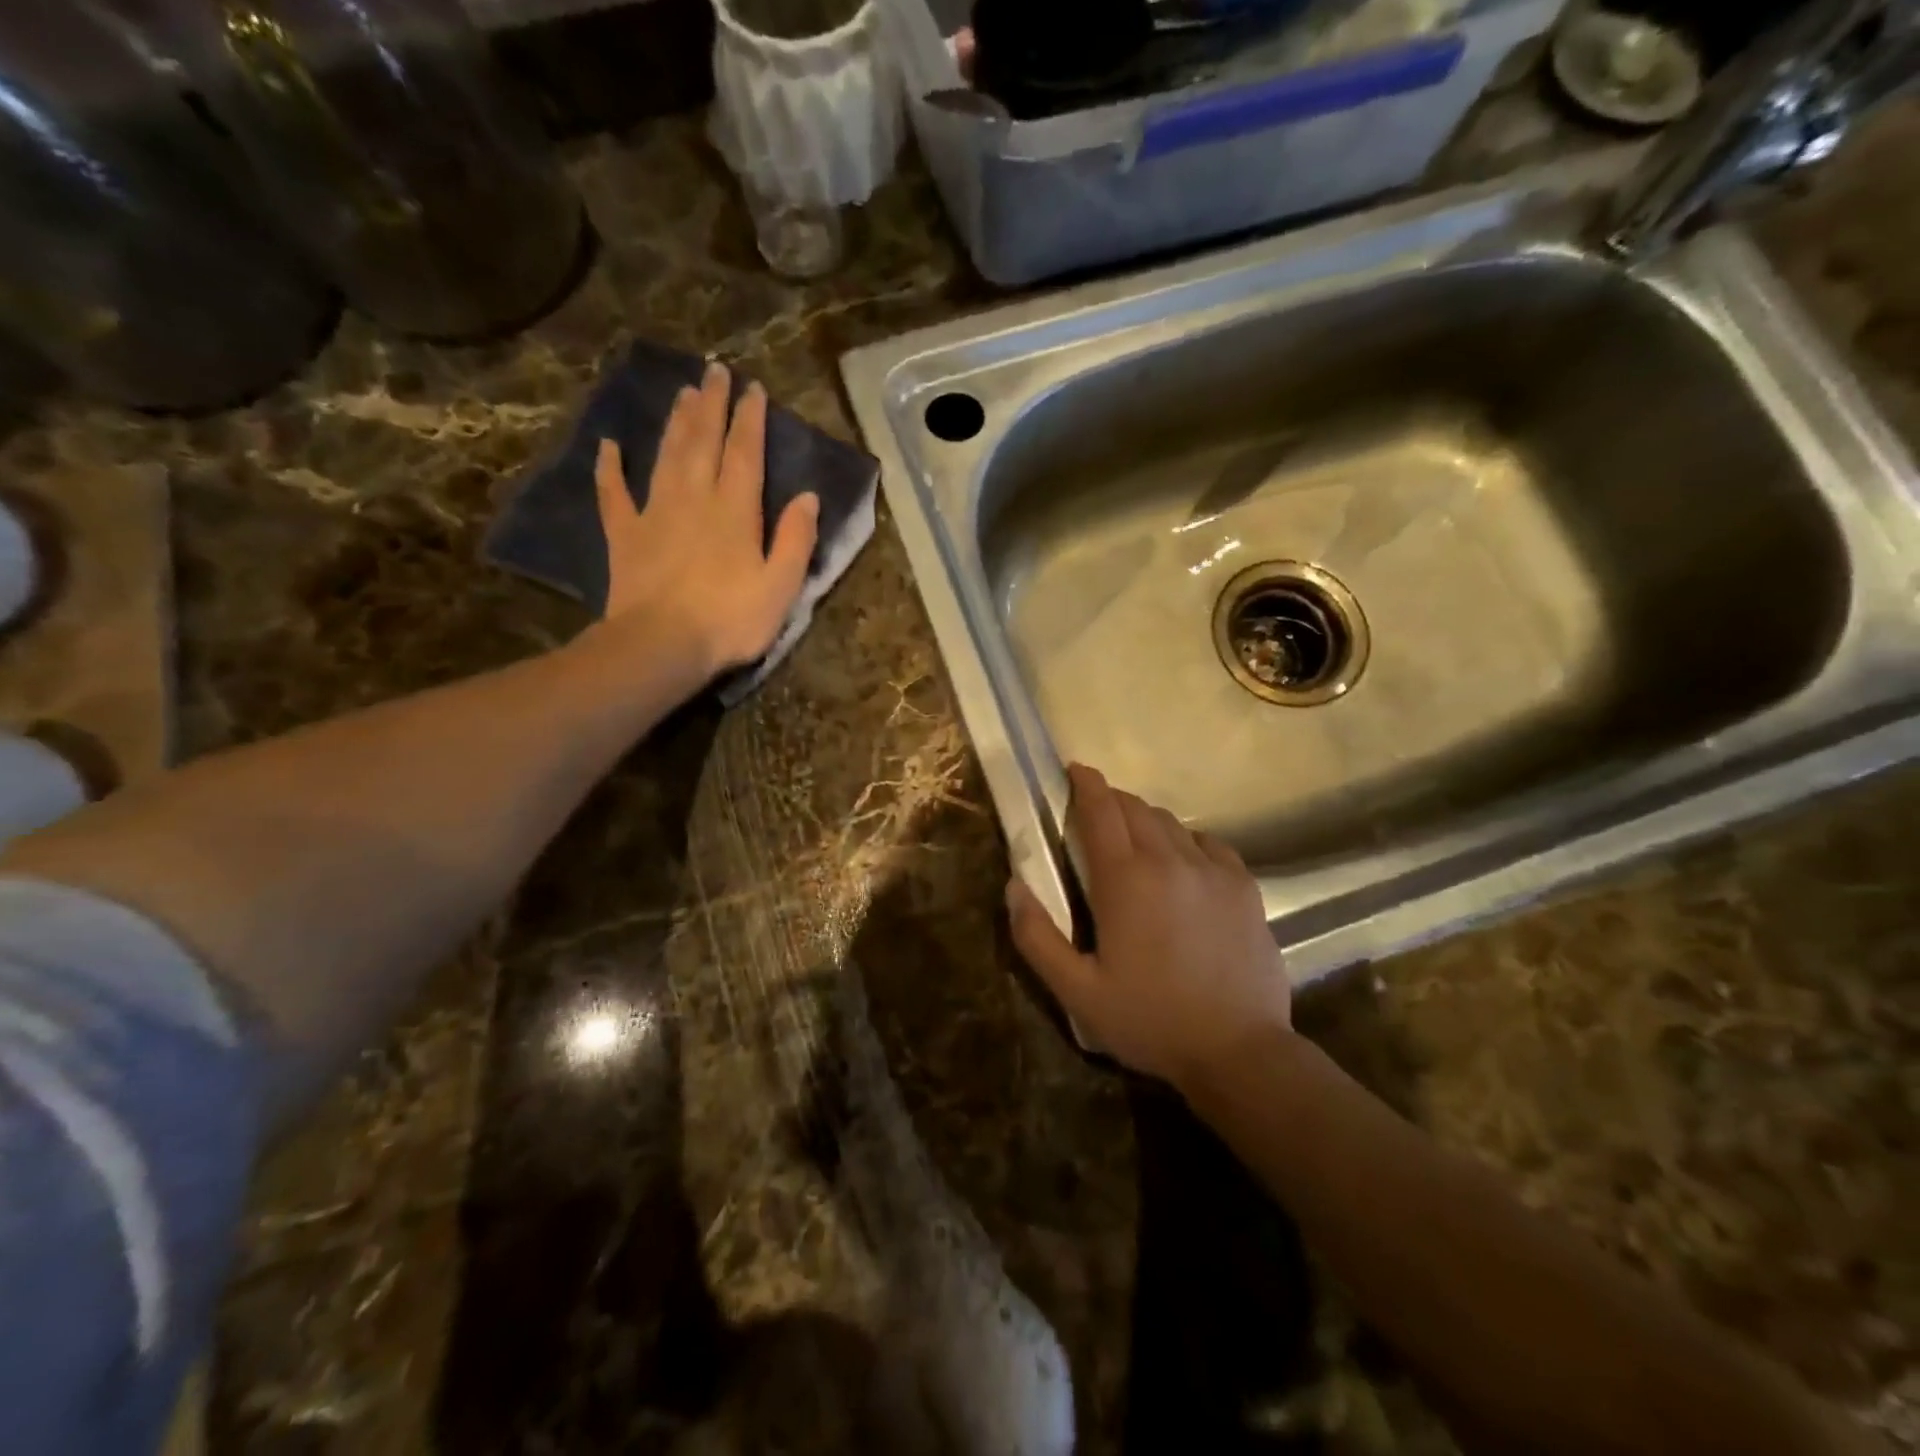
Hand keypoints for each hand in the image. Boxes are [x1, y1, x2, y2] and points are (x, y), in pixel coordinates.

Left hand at [594, 361, 819, 682]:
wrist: (661, 645)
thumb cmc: (730, 620)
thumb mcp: (781, 586)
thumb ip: (796, 539)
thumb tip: (808, 496)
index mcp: (736, 510)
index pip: (745, 453)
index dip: (750, 420)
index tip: (753, 389)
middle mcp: (695, 498)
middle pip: (703, 441)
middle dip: (711, 404)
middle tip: (714, 371)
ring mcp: (655, 513)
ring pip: (666, 455)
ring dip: (675, 422)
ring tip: (682, 392)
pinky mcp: (625, 534)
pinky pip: (614, 493)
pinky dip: (609, 468)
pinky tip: (609, 446)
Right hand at [1006, 764, 1291, 1087]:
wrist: (1239, 1052)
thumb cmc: (1150, 1021)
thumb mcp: (1078, 991)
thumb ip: (1037, 937)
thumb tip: (1014, 886)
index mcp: (1125, 879)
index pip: (1100, 810)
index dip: (1085, 783)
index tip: (1074, 770)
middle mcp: (1169, 860)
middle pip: (1135, 808)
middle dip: (1111, 800)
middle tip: (1095, 812)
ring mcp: (1212, 870)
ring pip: (1171, 822)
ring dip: (1146, 820)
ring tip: (1135, 840)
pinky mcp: (1244, 887)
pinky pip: (1210, 843)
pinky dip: (1187, 840)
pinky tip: (1182, 861)